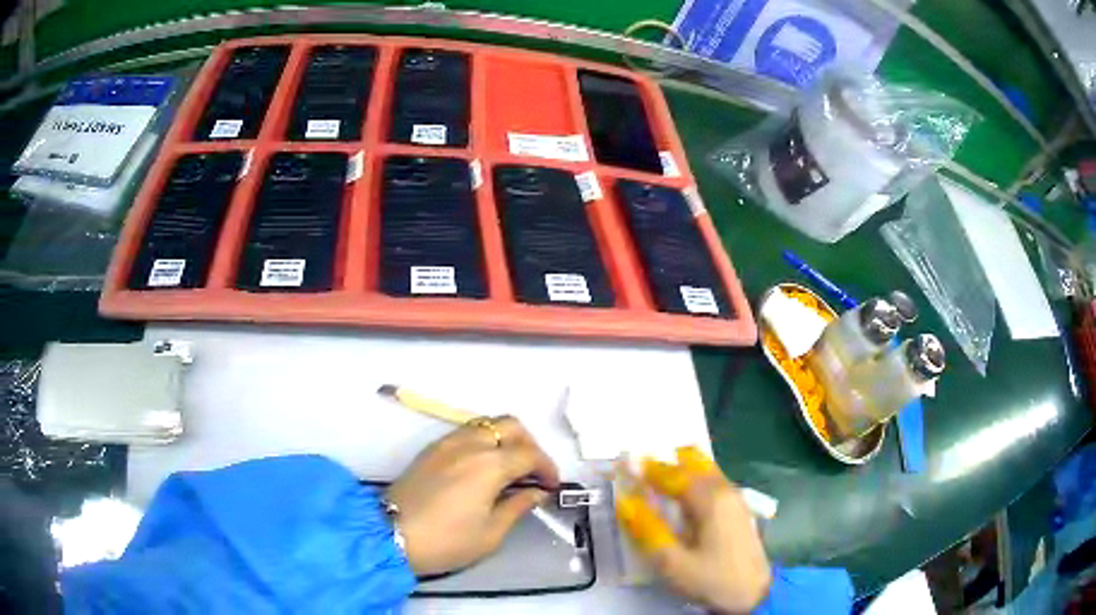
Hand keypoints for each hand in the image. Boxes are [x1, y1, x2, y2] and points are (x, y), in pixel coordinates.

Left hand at [386, 416, 560, 575]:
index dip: (547, 468)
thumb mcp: (491, 533)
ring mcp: (447, 442)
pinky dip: (484, 442)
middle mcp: (470, 444)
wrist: (391, 535)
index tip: (551, 487)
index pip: (530, 454)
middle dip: (529, 445)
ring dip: (505, 440)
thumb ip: (518, 506)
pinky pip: (466, 432)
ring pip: (486, 424)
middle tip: (532, 472)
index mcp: (490, 464)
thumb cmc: (447, 541)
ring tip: (509, 469)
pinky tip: (483, 468)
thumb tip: (536, 492)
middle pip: (510, 426)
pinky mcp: (431, 449)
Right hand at [616, 447, 771, 613]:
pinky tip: (677, 498)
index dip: (644, 467)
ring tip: (652, 482)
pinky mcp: (737, 507)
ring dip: (677, 468)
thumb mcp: (672, 563)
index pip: (671, 473)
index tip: (621, 462)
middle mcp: (724, 489)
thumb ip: (648, 529)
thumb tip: (625, 501)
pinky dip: (690, 479)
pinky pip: (710, 480)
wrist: (753, 594)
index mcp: (709, 499)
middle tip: (636, 471)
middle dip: (663, 461)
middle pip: (691, 461)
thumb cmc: (711, 579)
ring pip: (703, 468)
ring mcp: (734, 496)